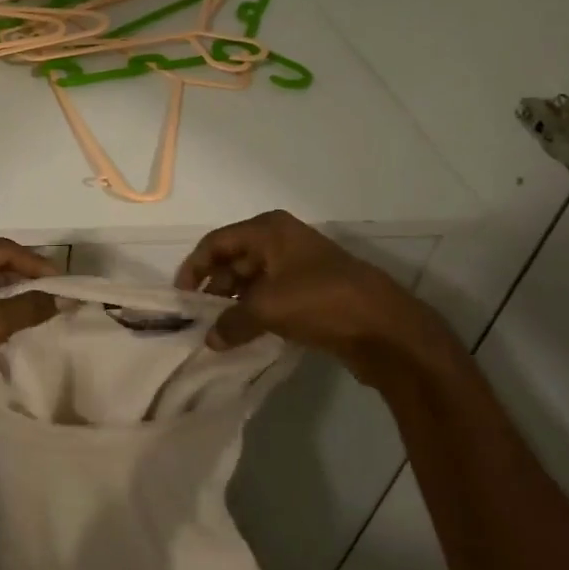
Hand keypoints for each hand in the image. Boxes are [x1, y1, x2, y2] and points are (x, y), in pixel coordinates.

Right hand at [175, 210, 459, 379]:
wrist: (387, 329)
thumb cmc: (321, 301)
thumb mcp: (267, 308)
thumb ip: (231, 322)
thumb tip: (210, 339)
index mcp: (269, 230)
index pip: (216, 243)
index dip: (194, 268)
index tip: (182, 298)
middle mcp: (282, 241)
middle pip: (233, 260)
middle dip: (214, 289)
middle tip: (199, 319)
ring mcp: (299, 267)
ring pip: (252, 282)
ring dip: (234, 304)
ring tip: (219, 331)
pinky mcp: (312, 293)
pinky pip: (271, 299)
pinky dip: (255, 314)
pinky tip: (245, 335)